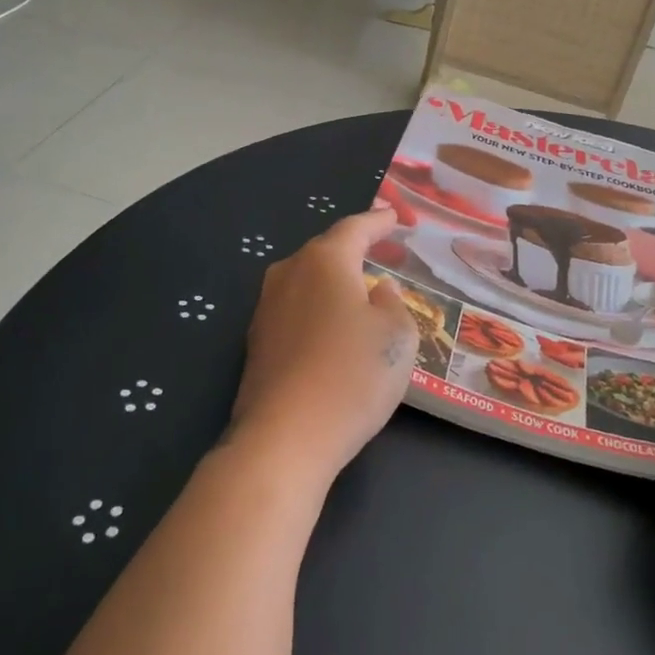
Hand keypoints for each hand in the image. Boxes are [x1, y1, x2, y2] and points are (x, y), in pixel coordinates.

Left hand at [229, 208, 416, 484]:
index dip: (377, 222)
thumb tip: (376, 291)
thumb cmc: (352, 375)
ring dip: (333, 283)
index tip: (393, 217)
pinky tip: (333, 329)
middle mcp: (289, 274)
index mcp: (324, 261)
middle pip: (325, 252)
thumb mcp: (397, 335)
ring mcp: (267, 309)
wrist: (285, 437)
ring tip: (359, 290)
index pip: (355, 229)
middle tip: (381, 252)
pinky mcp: (257, 343)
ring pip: (307, 282)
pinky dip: (318, 310)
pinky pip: (296, 311)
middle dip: (354, 251)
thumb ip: (392, 303)